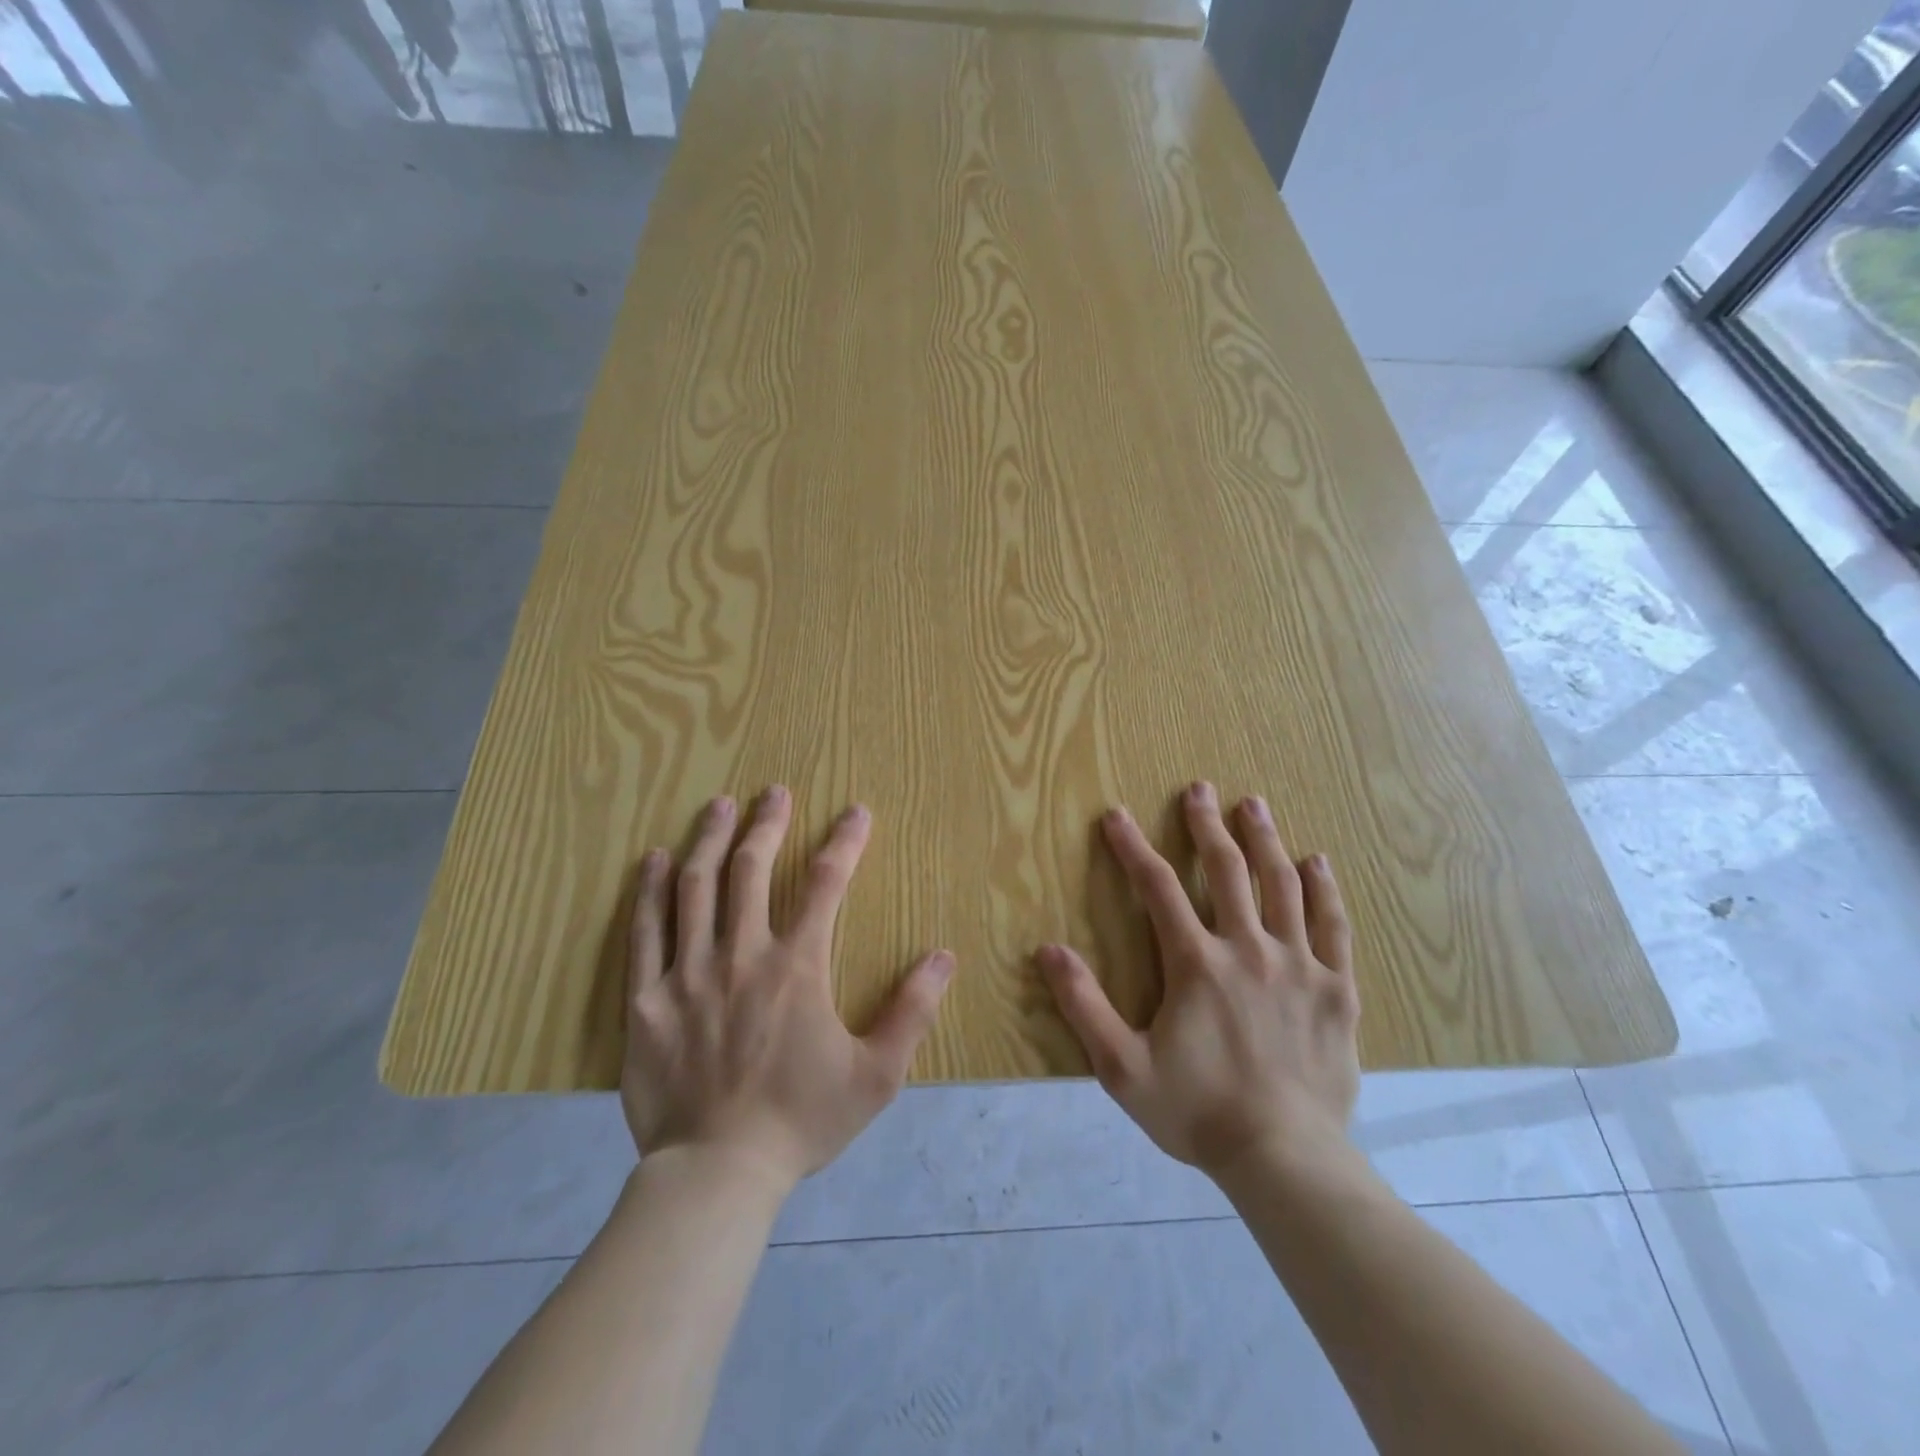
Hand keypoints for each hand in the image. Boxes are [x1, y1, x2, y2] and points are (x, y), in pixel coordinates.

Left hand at [621, 788, 955, 1191]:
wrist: (717, 1174)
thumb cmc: (801, 1121)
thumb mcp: (877, 1075)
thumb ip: (913, 1011)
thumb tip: (944, 957)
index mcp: (798, 967)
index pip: (826, 884)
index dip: (844, 842)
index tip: (855, 812)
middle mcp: (742, 954)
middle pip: (752, 869)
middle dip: (767, 823)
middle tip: (774, 791)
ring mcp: (688, 973)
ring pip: (696, 887)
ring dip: (711, 839)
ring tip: (719, 805)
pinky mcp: (647, 999)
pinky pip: (645, 931)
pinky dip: (649, 890)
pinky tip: (654, 860)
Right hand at [1038, 781, 1359, 1180]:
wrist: (1285, 1159)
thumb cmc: (1197, 1111)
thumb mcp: (1122, 1067)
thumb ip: (1084, 1006)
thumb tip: (1047, 950)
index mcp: (1197, 963)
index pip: (1158, 888)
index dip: (1133, 847)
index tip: (1116, 815)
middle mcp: (1248, 949)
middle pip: (1227, 870)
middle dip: (1207, 825)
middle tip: (1199, 789)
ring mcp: (1298, 965)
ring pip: (1281, 885)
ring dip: (1264, 840)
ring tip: (1253, 804)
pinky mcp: (1335, 989)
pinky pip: (1332, 926)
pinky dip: (1323, 890)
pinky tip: (1317, 862)